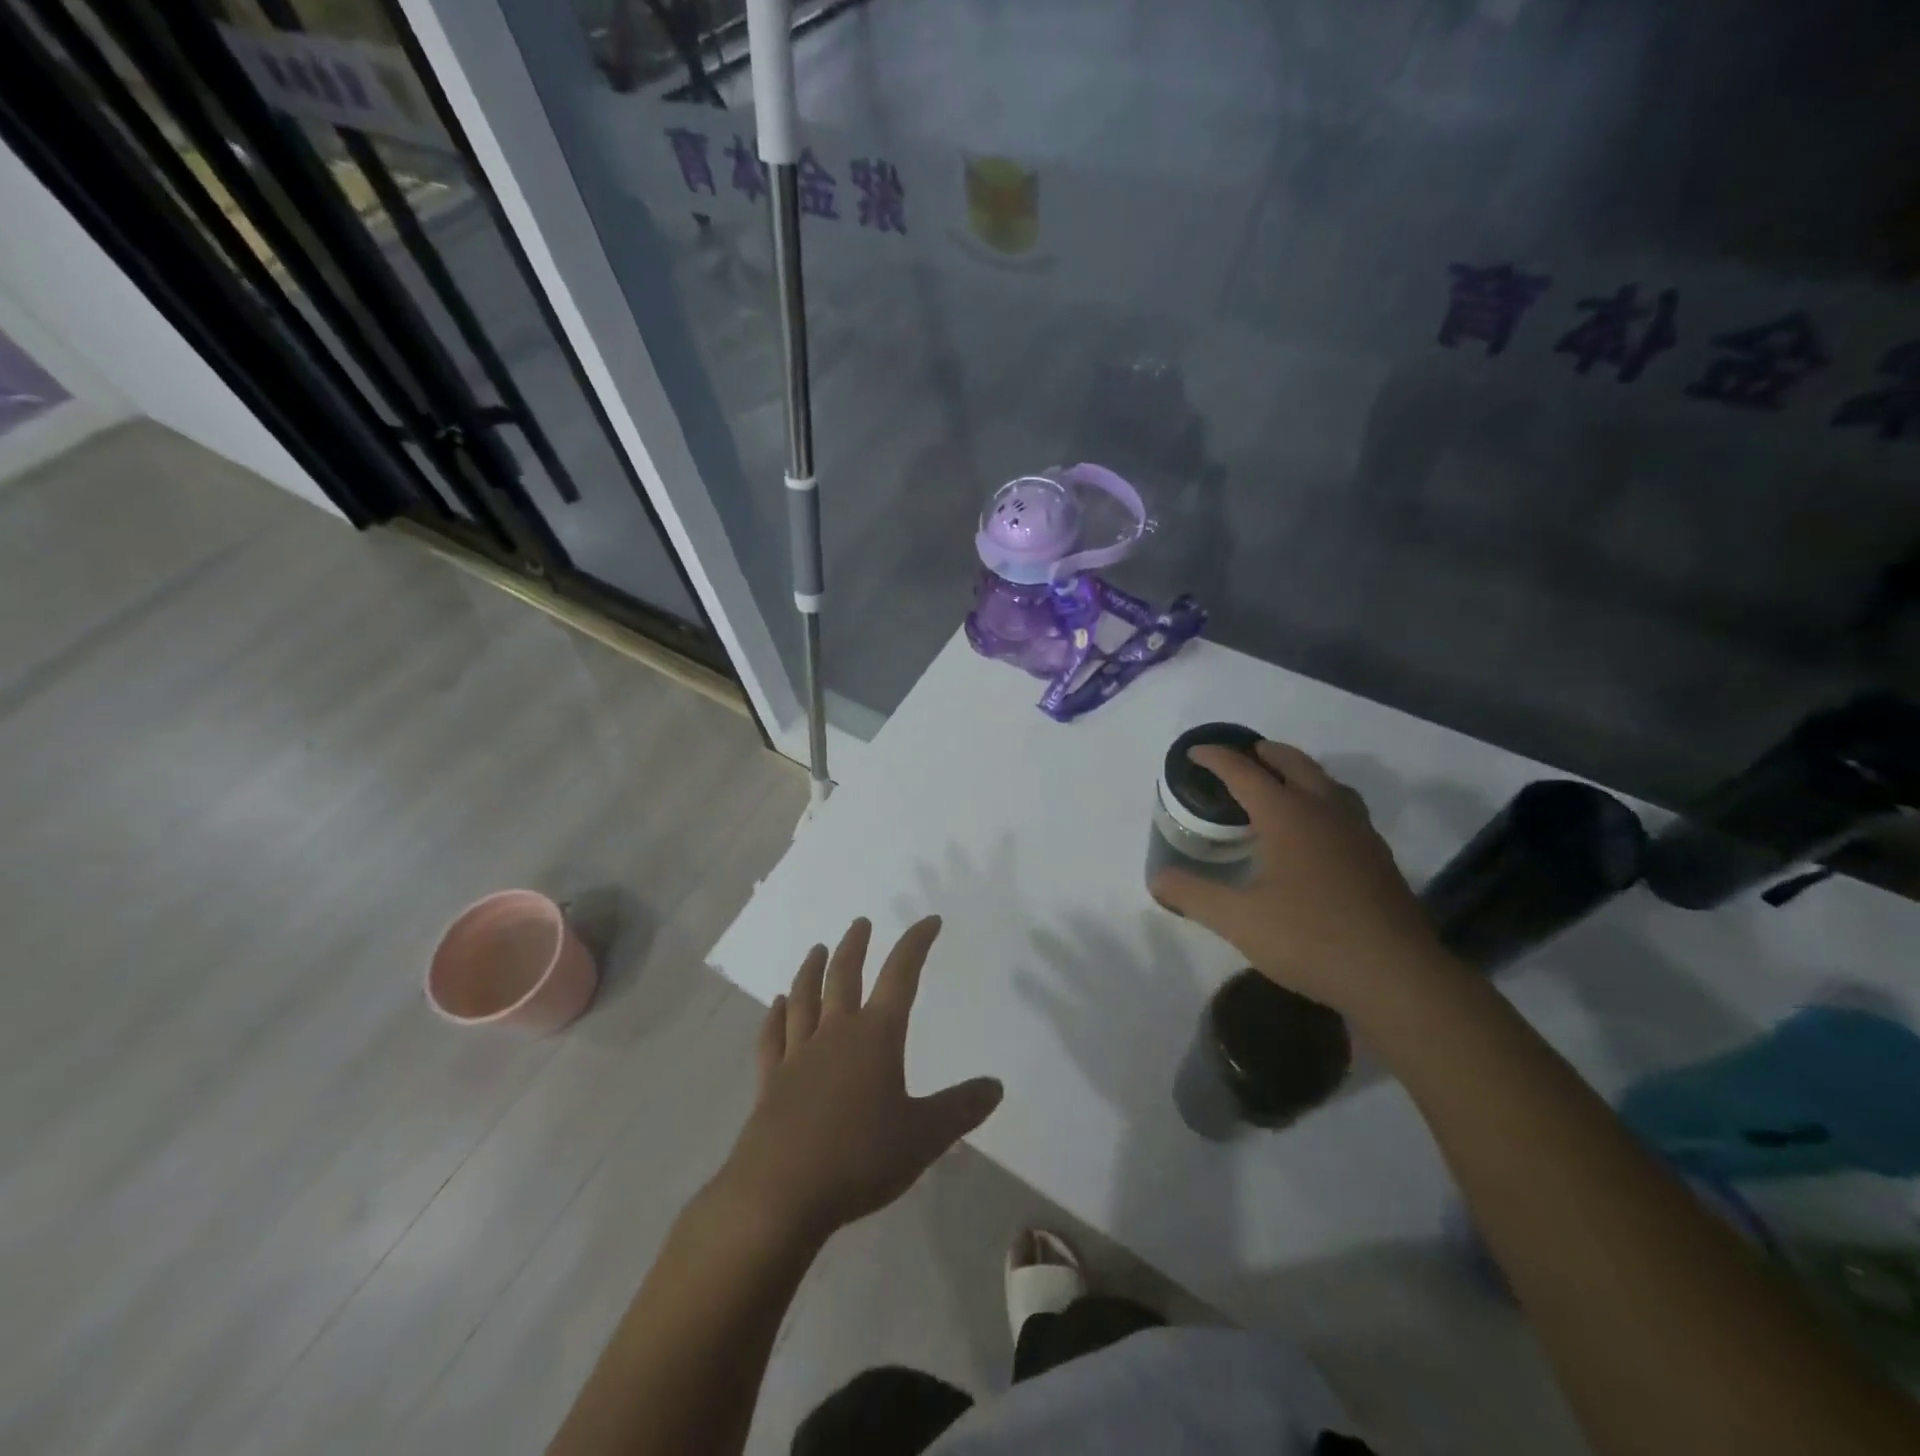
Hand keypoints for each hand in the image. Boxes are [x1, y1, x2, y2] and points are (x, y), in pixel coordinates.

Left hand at [717, 916, 1003, 1244]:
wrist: (780, 1193)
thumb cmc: (860, 1159)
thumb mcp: (924, 1137)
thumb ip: (960, 1109)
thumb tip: (996, 1085)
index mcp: (876, 1037)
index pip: (901, 975)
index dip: (916, 944)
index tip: (928, 921)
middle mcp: (835, 1033)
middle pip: (844, 976)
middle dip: (855, 946)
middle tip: (860, 923)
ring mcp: (798, 1055)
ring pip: (805, 998)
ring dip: (812, 970)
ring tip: (818, 949)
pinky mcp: (771, 1081)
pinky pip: (773, 1037)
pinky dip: (776, 1016)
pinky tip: (777, 1004)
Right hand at [1149, 740, 1449, 1013]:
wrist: (1396, 976)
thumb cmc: (1310, 939)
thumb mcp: (1238, 920)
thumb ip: (1193, 895)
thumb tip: (1157, 879)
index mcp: (1288, 816)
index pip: (1244, 772)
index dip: (1216, 759)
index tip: (1195, 752)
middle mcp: (1325, 812)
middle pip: (1294, 764)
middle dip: (1265, 754)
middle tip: (1244, 755)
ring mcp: (1358, 833)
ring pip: (1328, 783)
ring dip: (1300, 772)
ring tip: (1282, 783)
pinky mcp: (1378, 857)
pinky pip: (1345, 809)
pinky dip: (1323, 801)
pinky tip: (1317, 831)